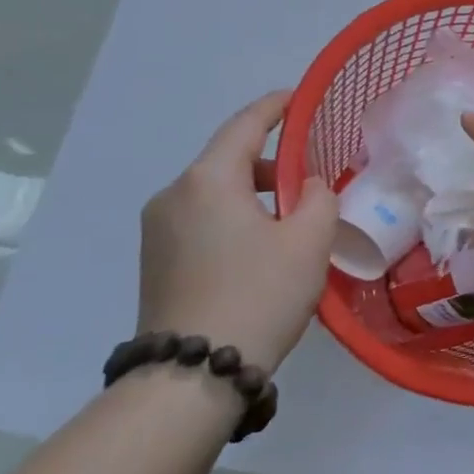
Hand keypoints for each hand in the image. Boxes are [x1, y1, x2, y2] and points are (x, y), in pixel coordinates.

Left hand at [139, 91, 338, 372]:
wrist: (192, 376)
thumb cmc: (259, 294)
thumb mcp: (309, 240)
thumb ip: (318, 198)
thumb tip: (305, 188)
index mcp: (208, 180)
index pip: (245, 125)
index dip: (275, 107)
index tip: (299, 97)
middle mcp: (173, 195)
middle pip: (228, 160)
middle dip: (271, 161)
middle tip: (311, 176)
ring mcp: (157, 230)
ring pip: (214, 192)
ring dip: (253, 194)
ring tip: (292, 218)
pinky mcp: (155, 261)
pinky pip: (201, 219)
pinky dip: (234, 217)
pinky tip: (261, 247)